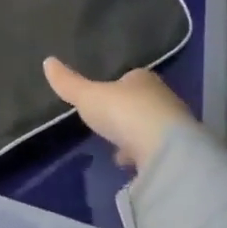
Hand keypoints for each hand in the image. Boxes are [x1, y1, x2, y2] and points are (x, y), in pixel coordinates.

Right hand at [43, 57, 192, 170]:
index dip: (116, 88)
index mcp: (143, 79)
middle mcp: (163, 98)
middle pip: (142, 103)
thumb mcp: (88, 97)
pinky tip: (132, 166)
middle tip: (110, 126)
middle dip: (127, 114)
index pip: (130, 78)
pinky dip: (144, 156)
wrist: (166, 150)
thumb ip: (69, 83)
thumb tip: (47, 61)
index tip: (102, 100)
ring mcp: (174, 126)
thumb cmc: (124, 112)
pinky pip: (157, 151)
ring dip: (136, 137)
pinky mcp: (179, 152)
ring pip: (151, 127)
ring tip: (118, 151)